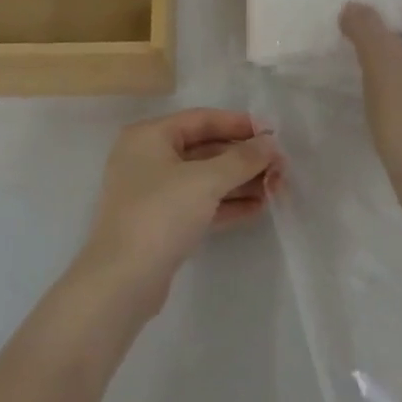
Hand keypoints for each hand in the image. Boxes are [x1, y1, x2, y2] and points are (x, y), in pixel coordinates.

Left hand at [78, 109, 281, 316]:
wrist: (122, 282)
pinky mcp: (160, 223)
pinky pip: (199, 204)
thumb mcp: (205, 180)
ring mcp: (152, 193)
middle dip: (243, 158)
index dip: (238, 124)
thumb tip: (270, 142)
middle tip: (280, 167)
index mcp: (149, 136)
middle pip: (205, 149)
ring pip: (204, 179)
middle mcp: (148, 158)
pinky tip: (257, 208)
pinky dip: (226, 204)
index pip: (202, 120)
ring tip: (276, 189)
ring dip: (239, 182)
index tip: (272, 133)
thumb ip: (242, 159)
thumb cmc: (160, 214)